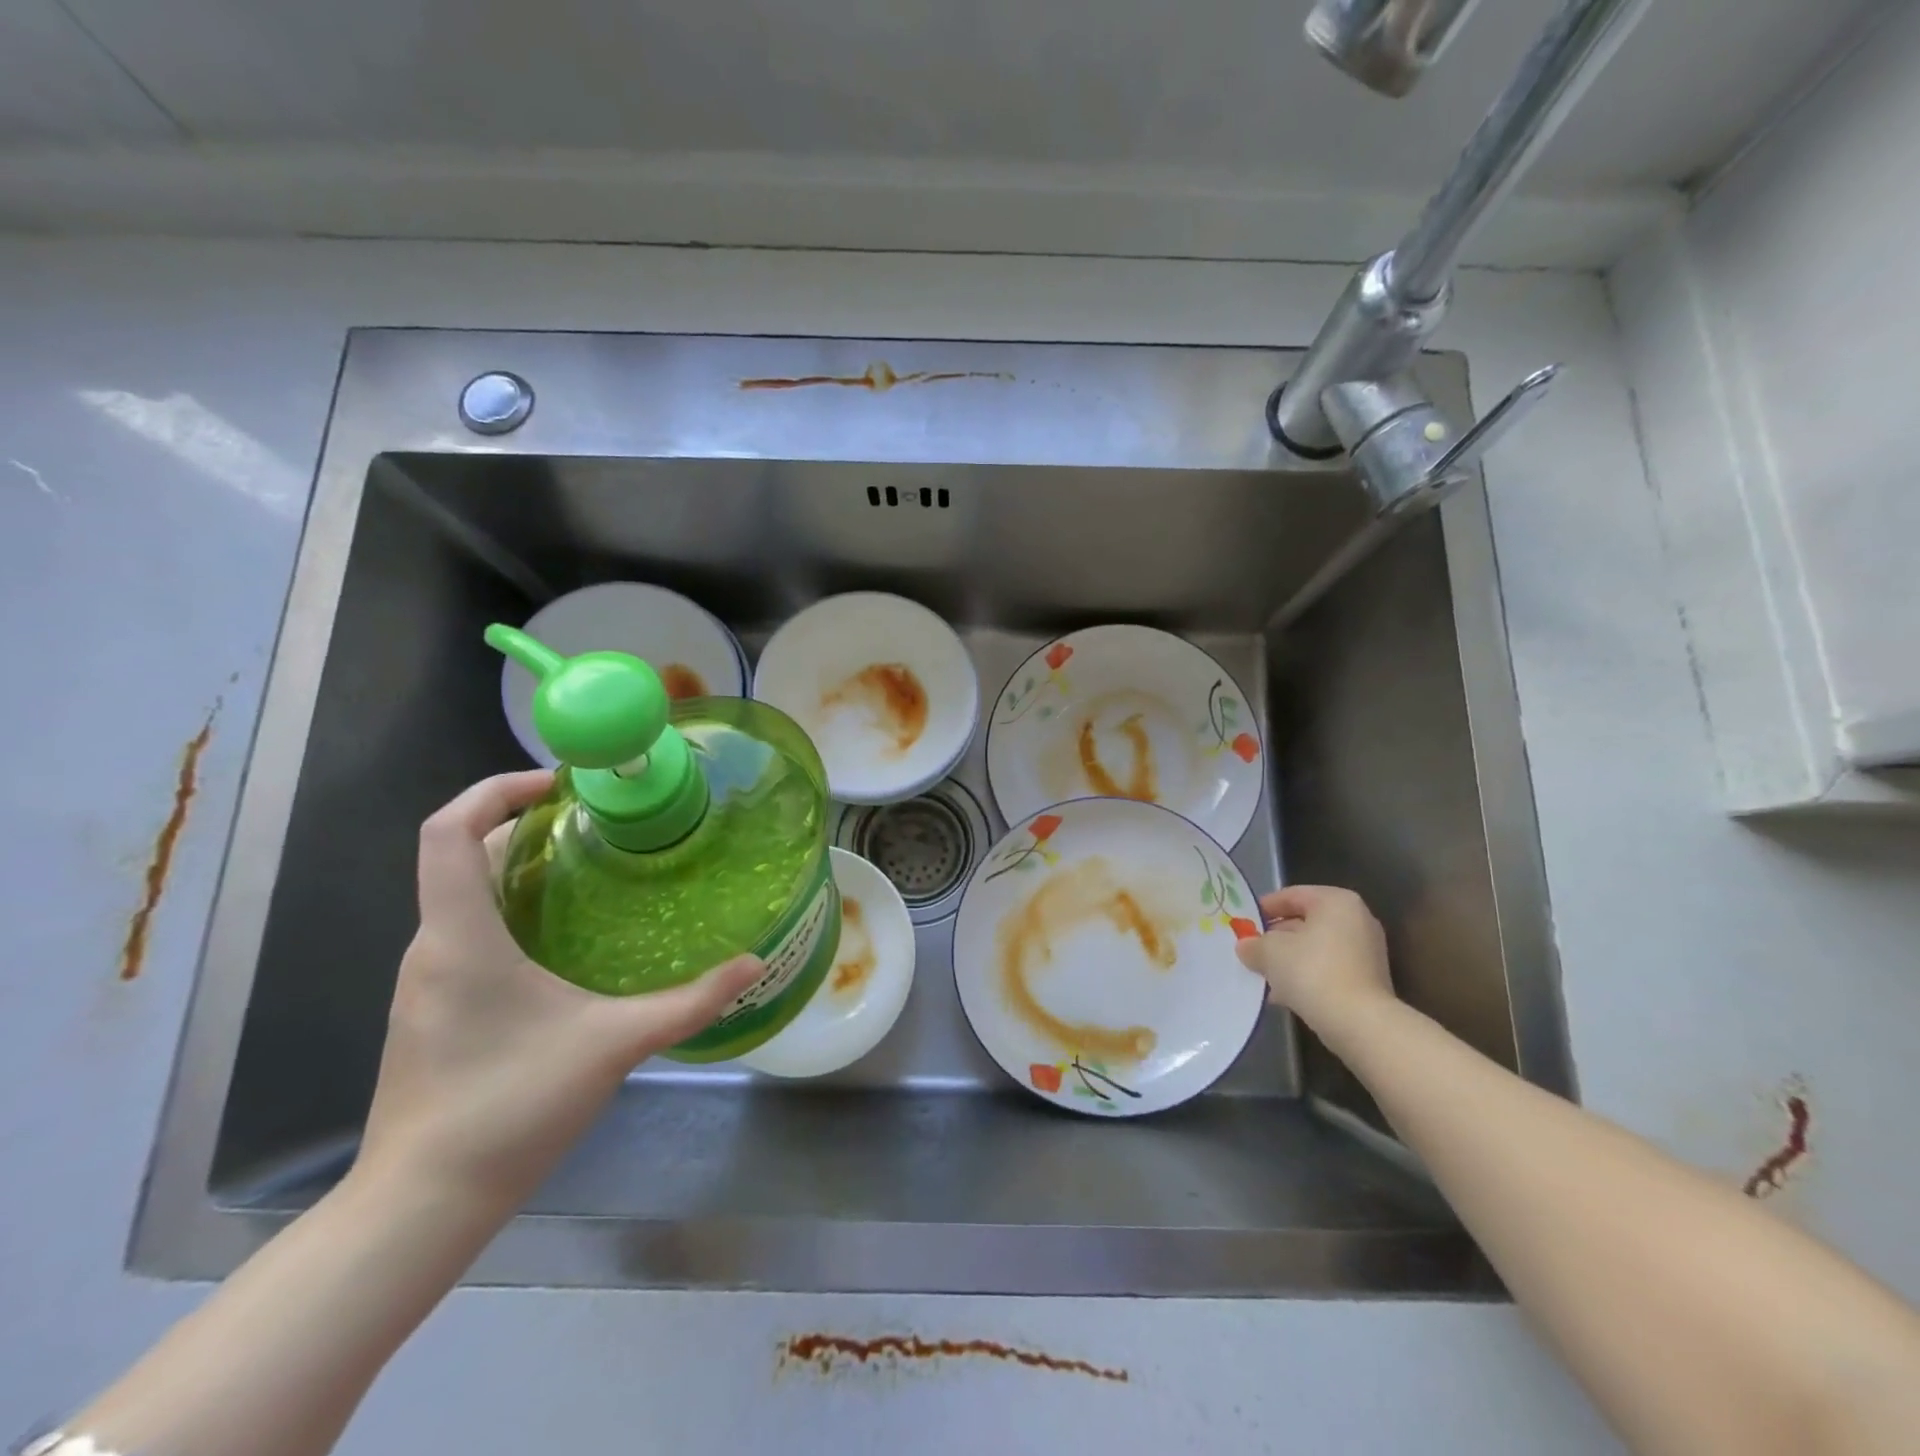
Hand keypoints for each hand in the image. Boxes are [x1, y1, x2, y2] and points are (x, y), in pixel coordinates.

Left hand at [357, 770, 762, 1213]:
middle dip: (523, 825)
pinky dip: (511, 909)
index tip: (557, 785)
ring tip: (589, 867)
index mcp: (461, 936)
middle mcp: (432, 947)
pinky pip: (468, 931)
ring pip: (464, 895)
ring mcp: (427, 981)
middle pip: (461, 855)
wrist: (422, 1204)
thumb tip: (754, 964)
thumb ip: (690, 1002)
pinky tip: (565, 936)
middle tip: (595, 822)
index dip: (493, 790)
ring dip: (519, 867)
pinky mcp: (435, 1009)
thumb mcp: (614, 1044)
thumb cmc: (509, 1107)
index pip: (446, 831)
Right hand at [1235, 885, 1394, 1037]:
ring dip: (1289, 960)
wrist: (1360, 1024)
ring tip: (1263, 976)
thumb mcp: (1270, 952)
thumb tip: (1246, 946)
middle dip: (1276, 937)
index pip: (1293, 895)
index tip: (1244, 923)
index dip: (1265, 907)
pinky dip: (1306, 976)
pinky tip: (1283, 994)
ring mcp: (1366, 952)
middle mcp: (1357, 920)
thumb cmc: (1312, 971)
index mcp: (1336, 901)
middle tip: (1252, 950)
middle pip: (1305, 922)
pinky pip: (1328, 969)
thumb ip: (1253, 944)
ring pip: (1315, 948)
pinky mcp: (1368, 980)